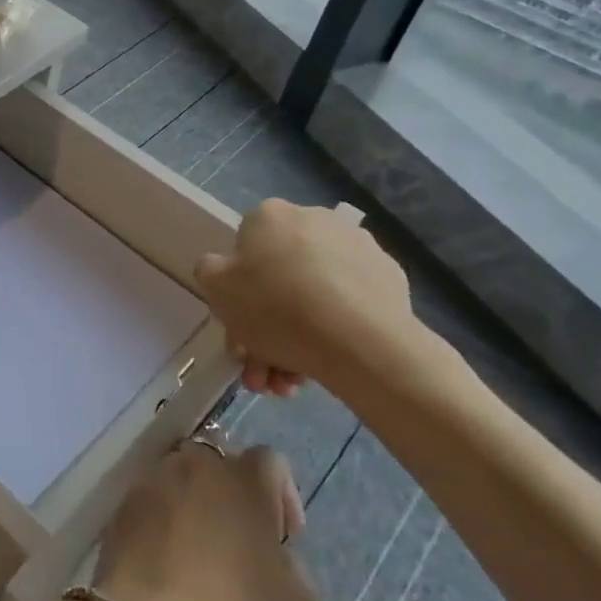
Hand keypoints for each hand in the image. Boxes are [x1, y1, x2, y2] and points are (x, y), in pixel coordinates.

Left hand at [81, 445, 319, 600]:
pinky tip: (168, 572)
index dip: (284, 495)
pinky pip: (151, 507)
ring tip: (201, 561)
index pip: (270, 461)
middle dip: (234, 497)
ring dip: (195, 510)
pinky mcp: (119, 511)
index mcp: (242, 481)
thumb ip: (295, 571)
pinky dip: (163, 528)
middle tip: (243, 547)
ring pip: (180, 482)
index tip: (285, 539)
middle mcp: (193, 467)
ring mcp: (149, 485)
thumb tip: (272, 556)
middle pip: (219, 466)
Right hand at [195, 198, 436, 397]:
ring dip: (296, 339)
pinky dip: (334, 331)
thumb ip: (210, 271)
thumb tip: (225, 270)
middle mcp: (314, 220)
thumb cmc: (274, 308)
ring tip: (293, 384)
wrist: (360, 341)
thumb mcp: (215, 288)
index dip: (238, 293)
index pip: (245, 250)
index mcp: (270, 215)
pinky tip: (325, 367)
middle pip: (280, 279)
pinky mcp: (390, 278)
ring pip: (314, 295)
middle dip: (267, 329)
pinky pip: (349, 304)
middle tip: (265, 370)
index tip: (241, 330)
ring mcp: (357, 247)